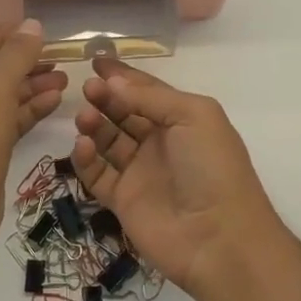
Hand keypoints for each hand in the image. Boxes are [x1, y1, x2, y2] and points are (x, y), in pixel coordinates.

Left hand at [0, 21, 67, 258]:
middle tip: (59, 58)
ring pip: (2, 96)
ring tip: (64, 79)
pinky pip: (6, 120)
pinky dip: (28, 110)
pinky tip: (55, 101)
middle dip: (25, 62)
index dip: (10, 35)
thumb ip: (16, 54)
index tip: (43, 32)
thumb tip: (33, 25)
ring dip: (31, 86)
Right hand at [70, 58, 282, 298]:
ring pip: (108, 141)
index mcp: (183, 120)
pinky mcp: (122, 201)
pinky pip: (97, 174)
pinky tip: (82, 145)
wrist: (219, 239)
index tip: (96, 61)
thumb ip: (152, 96)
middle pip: (124, 113)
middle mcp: (160, 143)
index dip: (123, 76)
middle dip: (105, 97)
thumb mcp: (193, 116)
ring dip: (94, 124)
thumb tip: (113, 83)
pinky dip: (86, 158)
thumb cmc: (212, 168)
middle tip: (87, 88)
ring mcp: (140, 173)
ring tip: (84, 116)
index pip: (147, 91)